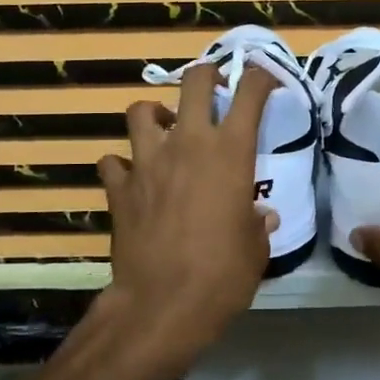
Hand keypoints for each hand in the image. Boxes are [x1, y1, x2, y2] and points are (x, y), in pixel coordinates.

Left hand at [95, 63, 278, 379]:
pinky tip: (133, 178)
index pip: (250, 94)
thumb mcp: (255, 249)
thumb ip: (257, 223)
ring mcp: (147, 161)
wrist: (162, 304)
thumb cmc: (222, 274)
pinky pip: (112, 161)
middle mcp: (187, 144)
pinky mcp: (118, 187)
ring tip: (164, 130)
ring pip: (141, 111)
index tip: (267, 80)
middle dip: (206, 75)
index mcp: (230, 152)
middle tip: (213, 87)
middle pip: (193, 82)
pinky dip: (122, 165)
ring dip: (155, 115)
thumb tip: (260, 215)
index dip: (261, 77)